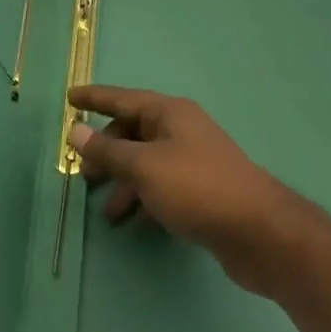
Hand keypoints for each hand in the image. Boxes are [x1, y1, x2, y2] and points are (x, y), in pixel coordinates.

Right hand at [69, 84, 314, 297]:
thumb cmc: (198, 188)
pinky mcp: (202, 191)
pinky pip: (161, 186)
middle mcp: (181, 130)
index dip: (94, 98)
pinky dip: (144, 198)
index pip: (122, 98)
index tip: (69, 98)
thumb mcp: (145, 168)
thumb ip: (108, 151)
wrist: (261, 233)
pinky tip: (134, 221)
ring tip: (108, 212)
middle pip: (133, 132)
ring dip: (124, 182)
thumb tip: (76, 131)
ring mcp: (194, 160)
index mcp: (169, 113)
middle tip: (83, 173)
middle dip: (107, 151)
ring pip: (147, 163)